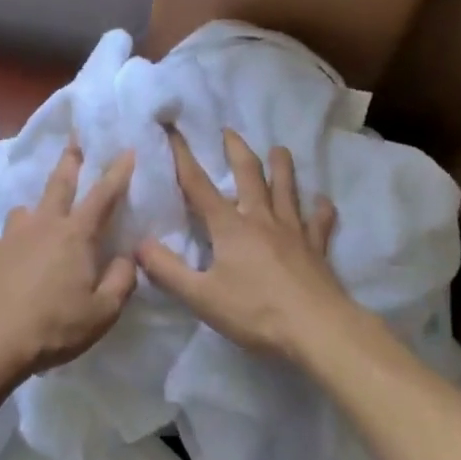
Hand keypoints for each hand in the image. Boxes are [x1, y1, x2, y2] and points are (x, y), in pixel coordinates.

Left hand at [0, 145, 137, 389]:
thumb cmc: (54, 325)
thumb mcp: (103, 312)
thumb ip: (120, 281)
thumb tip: (125, 257)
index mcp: (75, 236)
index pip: (103, 195)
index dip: (117, 172)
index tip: (126, 150)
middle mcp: (43, 225)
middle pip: (59, 184)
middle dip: (70, 161)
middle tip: (73, 142)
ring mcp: (11, 236)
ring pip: (26, 209)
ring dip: (37, 207)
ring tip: (40, 217)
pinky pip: (7, 238)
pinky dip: (16, 243)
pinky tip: (15, 261)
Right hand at [137, 128, 360, 363]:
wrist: (317, 328)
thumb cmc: (255, 312)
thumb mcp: (200, 296)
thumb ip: (167, 270)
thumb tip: (138, 244)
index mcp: (229, 227)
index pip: (199, 185)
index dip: (183, 157)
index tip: (174, 131)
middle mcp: (261, 218)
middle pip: (249, 174)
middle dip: (236, 150)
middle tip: (229, 130)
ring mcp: (293, 230)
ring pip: (286, 189)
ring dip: (282, 166)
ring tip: (279, 149)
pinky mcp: (317, 247)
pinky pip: (319, 222)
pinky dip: (320, 209)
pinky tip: (322, 202)